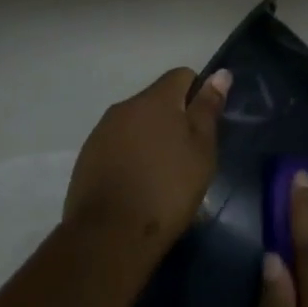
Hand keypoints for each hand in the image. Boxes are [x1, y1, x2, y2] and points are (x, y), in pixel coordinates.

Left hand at [63, 67, 230, 254]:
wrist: (111, 233)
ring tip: (162, 174)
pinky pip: (117, 144)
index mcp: (155, 99)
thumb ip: (207, 109)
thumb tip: (220, 74)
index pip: (181, 76)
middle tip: (187, 156)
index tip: (204, 127)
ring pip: (135, 123)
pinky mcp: (87, 156)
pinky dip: (130, 155)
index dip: (198, 95)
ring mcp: (101, 131)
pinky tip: (137, 184)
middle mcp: (124, 106)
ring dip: (150, 138)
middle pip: (156, 100)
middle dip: (173, 119)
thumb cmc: (168, 189)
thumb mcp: (201, 151)